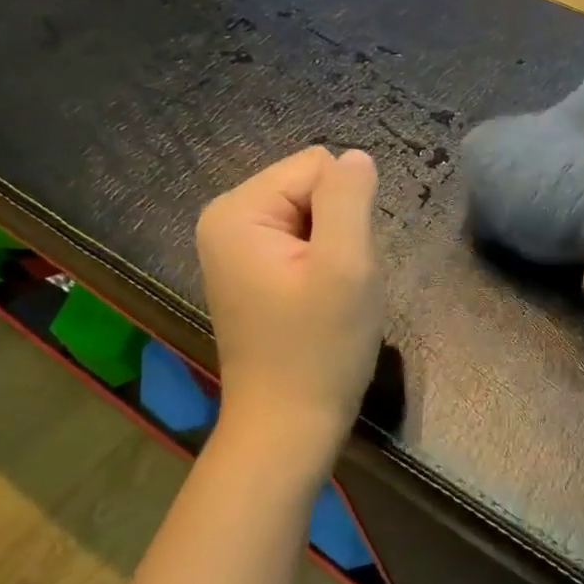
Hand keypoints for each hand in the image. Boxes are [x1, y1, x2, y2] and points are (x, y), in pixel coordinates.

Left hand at [195, 147, 383, 470]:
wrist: (288, 426)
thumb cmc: (320, 349)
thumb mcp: (347, 266)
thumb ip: (350, 198)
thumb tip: (357, 156)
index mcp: (238, 210)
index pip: (319, 166)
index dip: (347, 210)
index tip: (340, 264)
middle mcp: (226, 218)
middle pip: (312, 186)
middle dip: (339, 228)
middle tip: (337, 283)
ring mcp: (235, 245)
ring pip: (314, 213)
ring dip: (335, 249)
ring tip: (328, 295)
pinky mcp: (250, 269)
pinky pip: (303, 238)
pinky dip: (322, 265)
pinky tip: (318, 302)